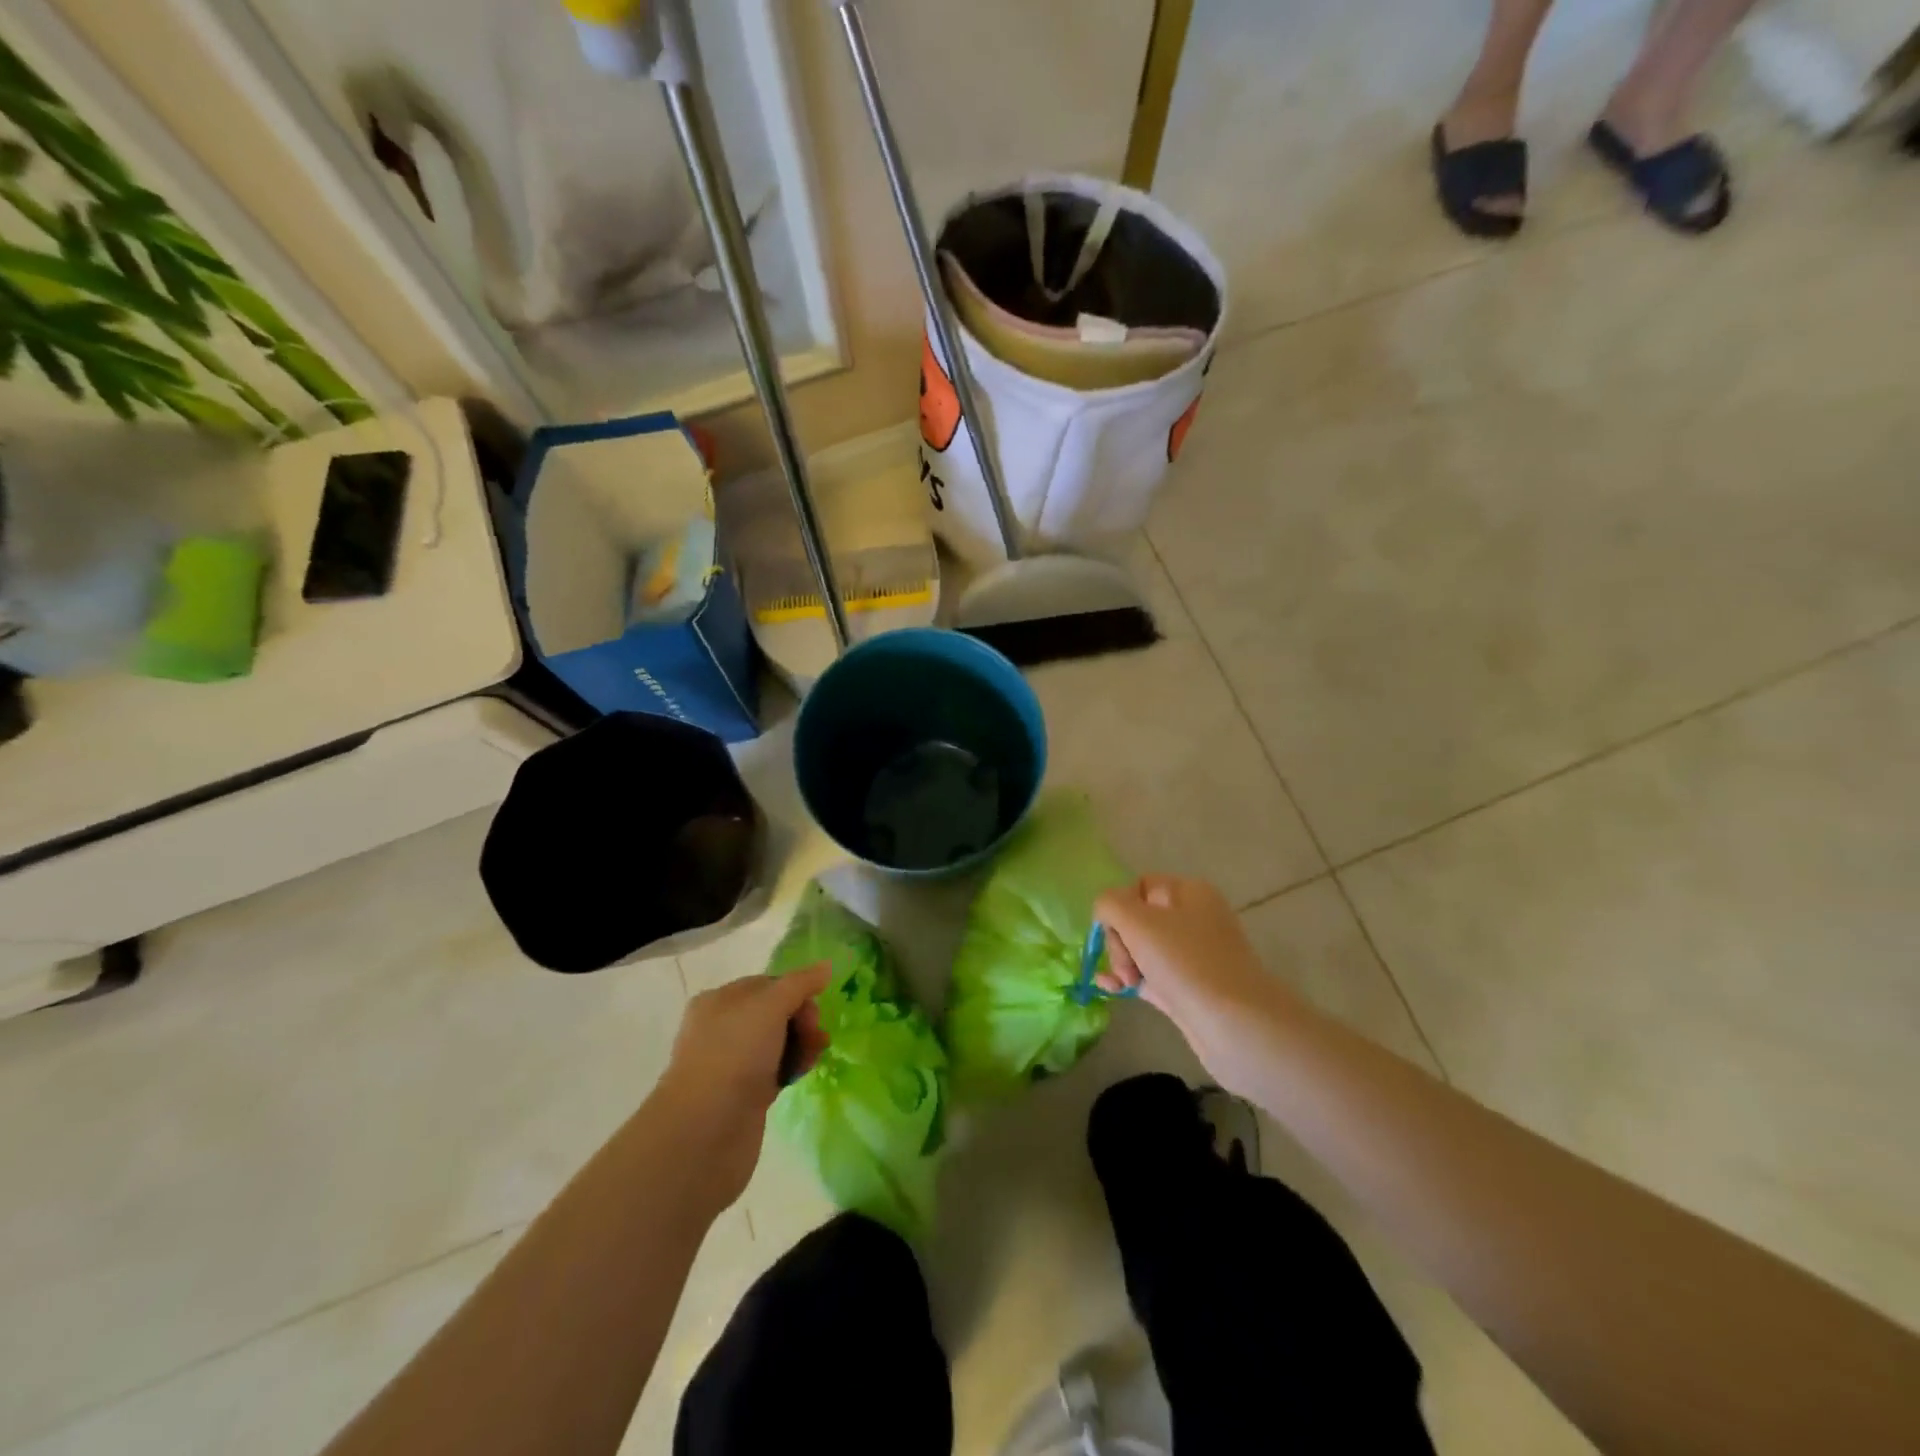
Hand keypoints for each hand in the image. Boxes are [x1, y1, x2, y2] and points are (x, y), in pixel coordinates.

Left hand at [651, 965, 830, 1212]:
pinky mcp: (744, 1095)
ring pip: (778, 1042)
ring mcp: (732, 1064)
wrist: (704, 1133)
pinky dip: (792, 1067)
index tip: (814, 1006)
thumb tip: (826, 966)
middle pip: (776, 1012)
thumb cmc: (734, 1056)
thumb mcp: (769, 1006)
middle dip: (802, 1019)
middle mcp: (723, 1028)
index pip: (769, 984)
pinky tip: (803, 1072)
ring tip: (814, 1056)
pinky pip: (776, 1070)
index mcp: (720, 1001)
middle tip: (814, 1034)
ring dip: (801, 1043)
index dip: (796, 991)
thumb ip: (800, 984)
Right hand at [1094, 876, 1302, 1096]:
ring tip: (1123, 984)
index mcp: (1189, 893)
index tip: (1114, 930)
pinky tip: (1111, 990)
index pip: (1140, 886)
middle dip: (1120, 940)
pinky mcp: (1188, 989)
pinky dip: (1129, 980)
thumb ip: (1110, 904)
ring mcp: (1192, 957)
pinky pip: (1148, 976)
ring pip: (1141, 950)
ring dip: (1122, 963)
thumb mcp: (1138, 921)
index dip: (1120, 906)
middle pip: (1137, 919)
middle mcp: (1194, 919)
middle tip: (1126, 966)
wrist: (1237, 1026)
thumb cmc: (1186, 963)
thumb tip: (1105, 912)